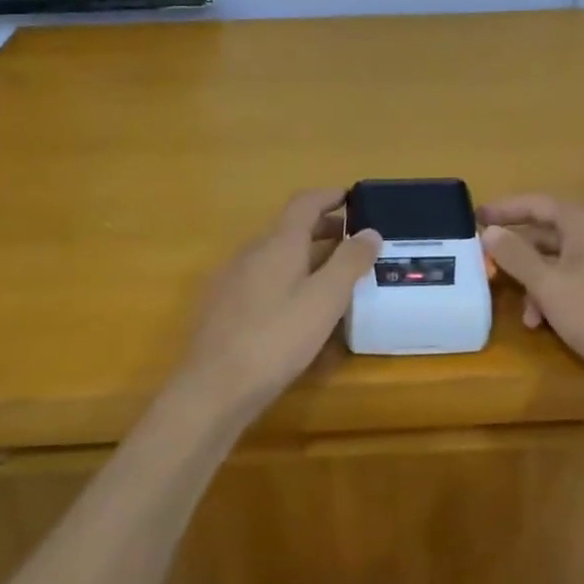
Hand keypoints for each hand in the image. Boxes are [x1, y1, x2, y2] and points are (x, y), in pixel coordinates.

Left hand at [181, 189, 380, 411]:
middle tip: (353, 240)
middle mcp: (250, 253)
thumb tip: (370, 230)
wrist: (214, 388)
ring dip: (305, 255)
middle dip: (323, 228)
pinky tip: (297, 307)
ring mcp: (231, 279)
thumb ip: (349, 262)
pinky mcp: (222, 307)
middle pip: (289, 229)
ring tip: (332, 274)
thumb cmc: (276, 339)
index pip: (304, 203)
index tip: (352, 197)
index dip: (329, 196)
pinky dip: (286, 278)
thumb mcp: (324, 300)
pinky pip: (261, 278)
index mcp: (277, 244)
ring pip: (275, 255)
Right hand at [480, 194, 583, 393]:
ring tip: (522, 311)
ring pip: (558, 261)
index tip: (475, 217)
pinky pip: (573, 280)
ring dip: (534, 282)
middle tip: (486, 264)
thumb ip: (516, 256)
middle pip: (546, 233)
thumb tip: (490, 232)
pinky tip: (543, 322)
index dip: (504, 209)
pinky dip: (554, 295)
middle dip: (516, 253)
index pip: (537, 204)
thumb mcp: (549, 286)